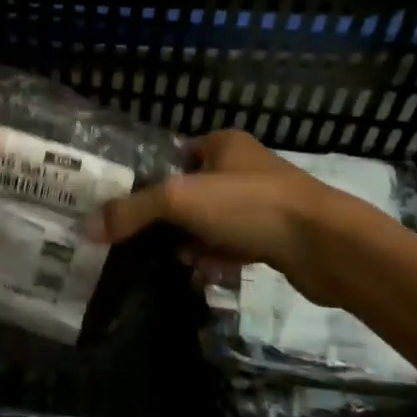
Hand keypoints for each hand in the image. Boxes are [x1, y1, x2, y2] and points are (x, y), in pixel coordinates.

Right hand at [85, 130, 397, 303]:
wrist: (327, 246)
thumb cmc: (249, 205)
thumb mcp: (181, 200)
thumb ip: (133, 211)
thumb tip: (89, 227)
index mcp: (223, 143)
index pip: (175, 156)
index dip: (152, 181)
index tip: (130, 210)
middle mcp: (243, 167)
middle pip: (191, 193)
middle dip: (173, 221)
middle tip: (158, 243)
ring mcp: (262, 202)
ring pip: (212, 223)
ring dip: (196, 243)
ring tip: (188, 262)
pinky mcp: (277, 235)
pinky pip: (235, 244)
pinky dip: (221, 258)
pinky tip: (214, 273)